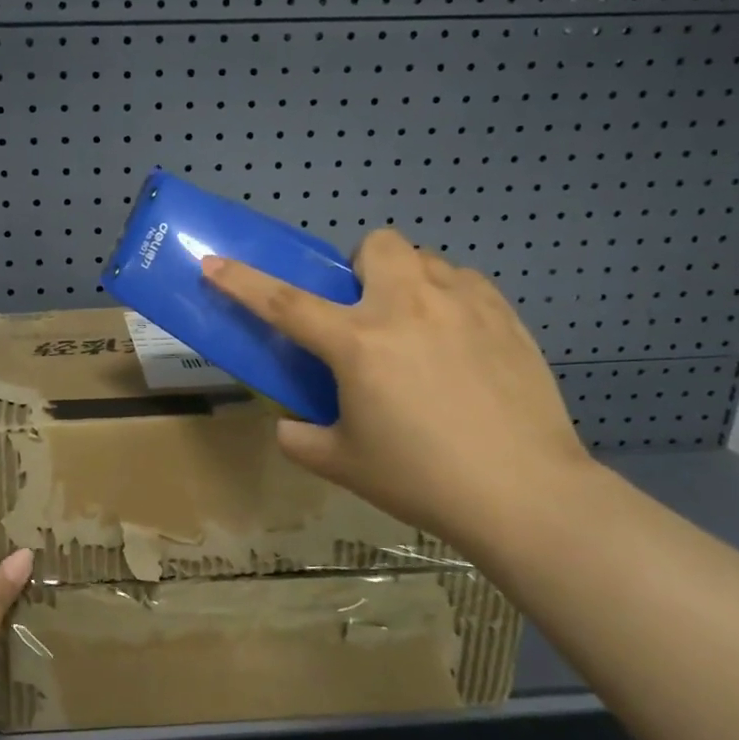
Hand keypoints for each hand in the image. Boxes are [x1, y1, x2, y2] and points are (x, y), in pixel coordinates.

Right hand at [203, 231, 596, 553]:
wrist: (525, 494)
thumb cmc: (422, 479)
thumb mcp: (344, 465)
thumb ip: (301, 439)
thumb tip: (287, 426)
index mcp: (358, 343)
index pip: (284, 302)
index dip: (242, 281)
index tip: (213, 262)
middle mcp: (407, 307)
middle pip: (375, 245)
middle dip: (361, 268)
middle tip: (366, 314)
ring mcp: (462, 304)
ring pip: (424, 259)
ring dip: (407, 283)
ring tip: (417, 330)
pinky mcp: (504, 314)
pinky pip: (464, 282)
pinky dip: (448, 298)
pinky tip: (458, 343)